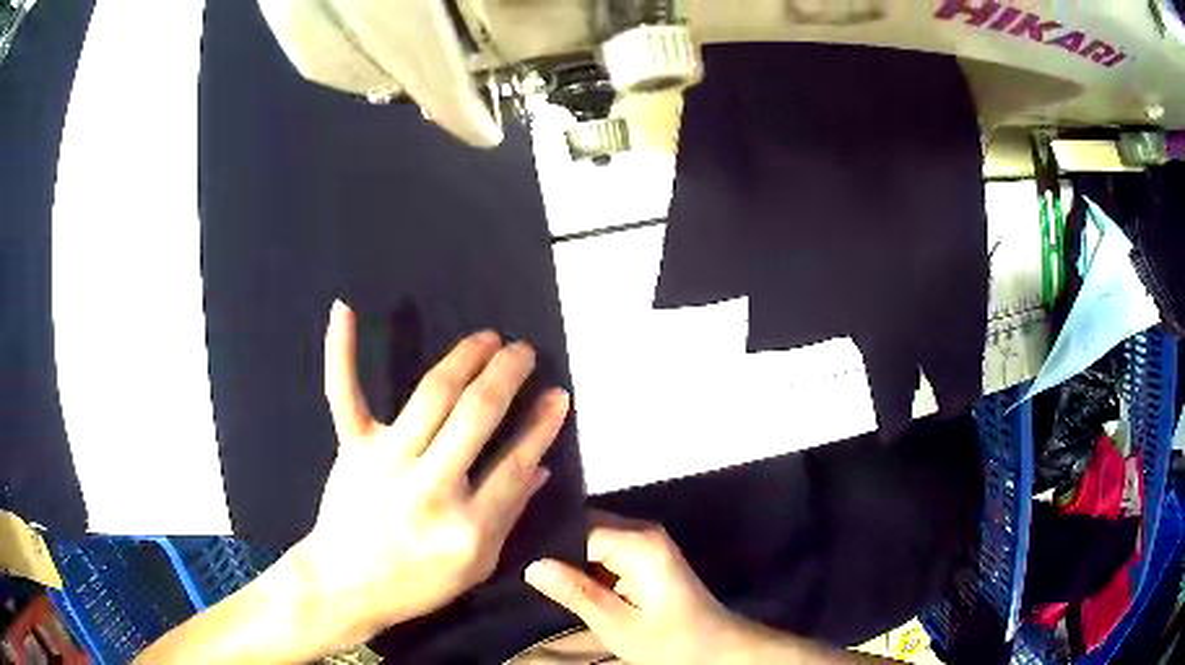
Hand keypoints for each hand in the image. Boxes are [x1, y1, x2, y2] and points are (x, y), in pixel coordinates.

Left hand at [294, 300, 570, 644]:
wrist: (347, 584)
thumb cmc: (417, 583)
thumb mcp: (477, 566)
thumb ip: (509, 516)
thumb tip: (539, 468)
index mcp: (467, 525)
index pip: (515, 462)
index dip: (542, 424)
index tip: (558, 394)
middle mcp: (430, 486)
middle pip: (476, 417)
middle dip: (507, 376)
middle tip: (523, 351)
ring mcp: (386, 462)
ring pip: (432, 396)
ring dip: (465, 359)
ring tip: (488, 338)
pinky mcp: (352, 448)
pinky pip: (344, 394)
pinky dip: (342, 351)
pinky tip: (345, 309)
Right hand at [524, 511, 745, 664]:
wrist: (717, 647)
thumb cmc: (671, 641)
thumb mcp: (617, 624)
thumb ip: (575, 592)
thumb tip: (532, 565)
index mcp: (638, 544)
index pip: (577, 528)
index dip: (546, 544)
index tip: (516, 559)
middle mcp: (643, 531)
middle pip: (584, 526)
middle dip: (554, 548)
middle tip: (521, 569)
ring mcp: (647, 540)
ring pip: (592, 536)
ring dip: (568, 557)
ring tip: (535, 574)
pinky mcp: (647, 553)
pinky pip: (605, 548)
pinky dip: (585, 563)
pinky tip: (564, 580)